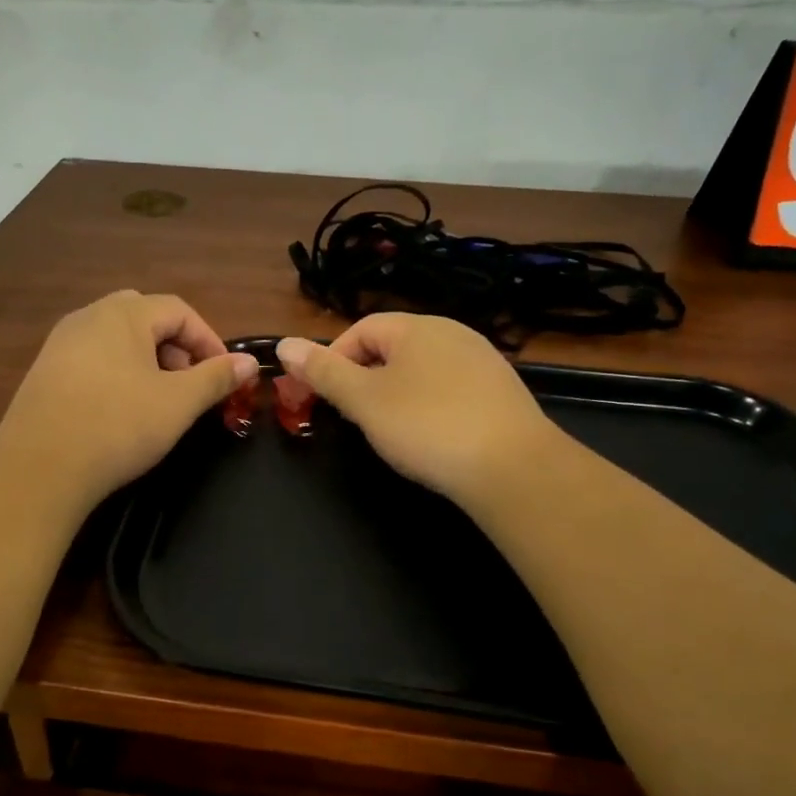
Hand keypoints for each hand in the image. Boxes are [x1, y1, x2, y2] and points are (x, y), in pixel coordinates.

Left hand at [0, 291, 257, 511]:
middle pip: (145, 318)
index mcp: (122, 314)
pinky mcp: (45, 372)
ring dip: (147, 361)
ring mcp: (60, 343)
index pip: (178, 310)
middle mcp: (88, 317)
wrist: (39, 467)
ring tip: (158, 400)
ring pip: (117, 339)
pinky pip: (93, 359)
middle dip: (176, 347)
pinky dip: (117, 373)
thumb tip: (248, 363)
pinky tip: (120, 410)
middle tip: (188, 384)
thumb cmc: (118, 425)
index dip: (208, 339)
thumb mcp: (178, 403)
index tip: (223, 376)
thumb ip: (216, 377)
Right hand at [276, 314, 560, 509]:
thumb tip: (283, 344)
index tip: (323, 399)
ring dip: (396, 394)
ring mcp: (482, 360)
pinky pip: (450, 389)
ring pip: (422, 370)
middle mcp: (453, 333)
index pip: (361, 330)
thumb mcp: (364, 401)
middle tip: (354, 419)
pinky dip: (430, 407)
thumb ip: (323, 372)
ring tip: (391, 431)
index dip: (334, 361)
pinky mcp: (501, 391)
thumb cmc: (427, 427)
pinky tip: (432, 437)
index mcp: (417, 327)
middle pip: (392, 348)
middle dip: (365, 379)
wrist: (512, 467)